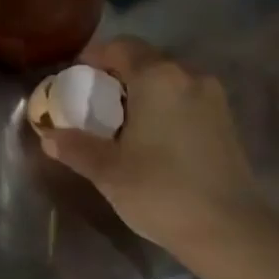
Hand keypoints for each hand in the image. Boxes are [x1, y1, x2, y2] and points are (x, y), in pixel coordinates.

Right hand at [37, 38, 266, 258]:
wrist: (229, 231)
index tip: (74, 79)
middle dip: (116, 75)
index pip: (120, 47)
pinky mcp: (225, 121)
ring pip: (167, 80)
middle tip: (92, 102)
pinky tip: (151, 137)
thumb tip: (49, 136)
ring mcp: (213, 98)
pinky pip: (185, 98)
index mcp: (157, 77)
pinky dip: (163, 106)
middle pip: (145, 59)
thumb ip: (75, 147)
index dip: (93, 57)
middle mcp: (188, 76)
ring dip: (141, 91)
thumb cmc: (160, 191)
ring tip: (119, 122)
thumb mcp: (107, 171)